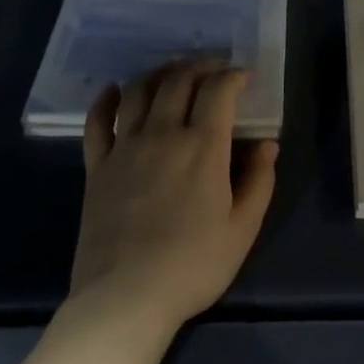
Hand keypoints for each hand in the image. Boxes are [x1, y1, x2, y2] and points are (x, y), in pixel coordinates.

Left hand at [71, 60, 278, 337]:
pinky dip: (106, 100)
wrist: (126, 296)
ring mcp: (124, 148)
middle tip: (213, 68)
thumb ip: (259, 180)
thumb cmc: (194, 265)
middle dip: (200, 66)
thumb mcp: (243, 228)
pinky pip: (96, 122)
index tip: (244, 76)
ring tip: (172, 71)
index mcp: (203, 147)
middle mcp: (162, 135)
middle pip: (178, 81)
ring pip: (138, 92)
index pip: (218, 91)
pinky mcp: (96, 167)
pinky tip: (113, 91)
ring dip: (158, 73)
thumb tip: (267, 144)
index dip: (233, 76)